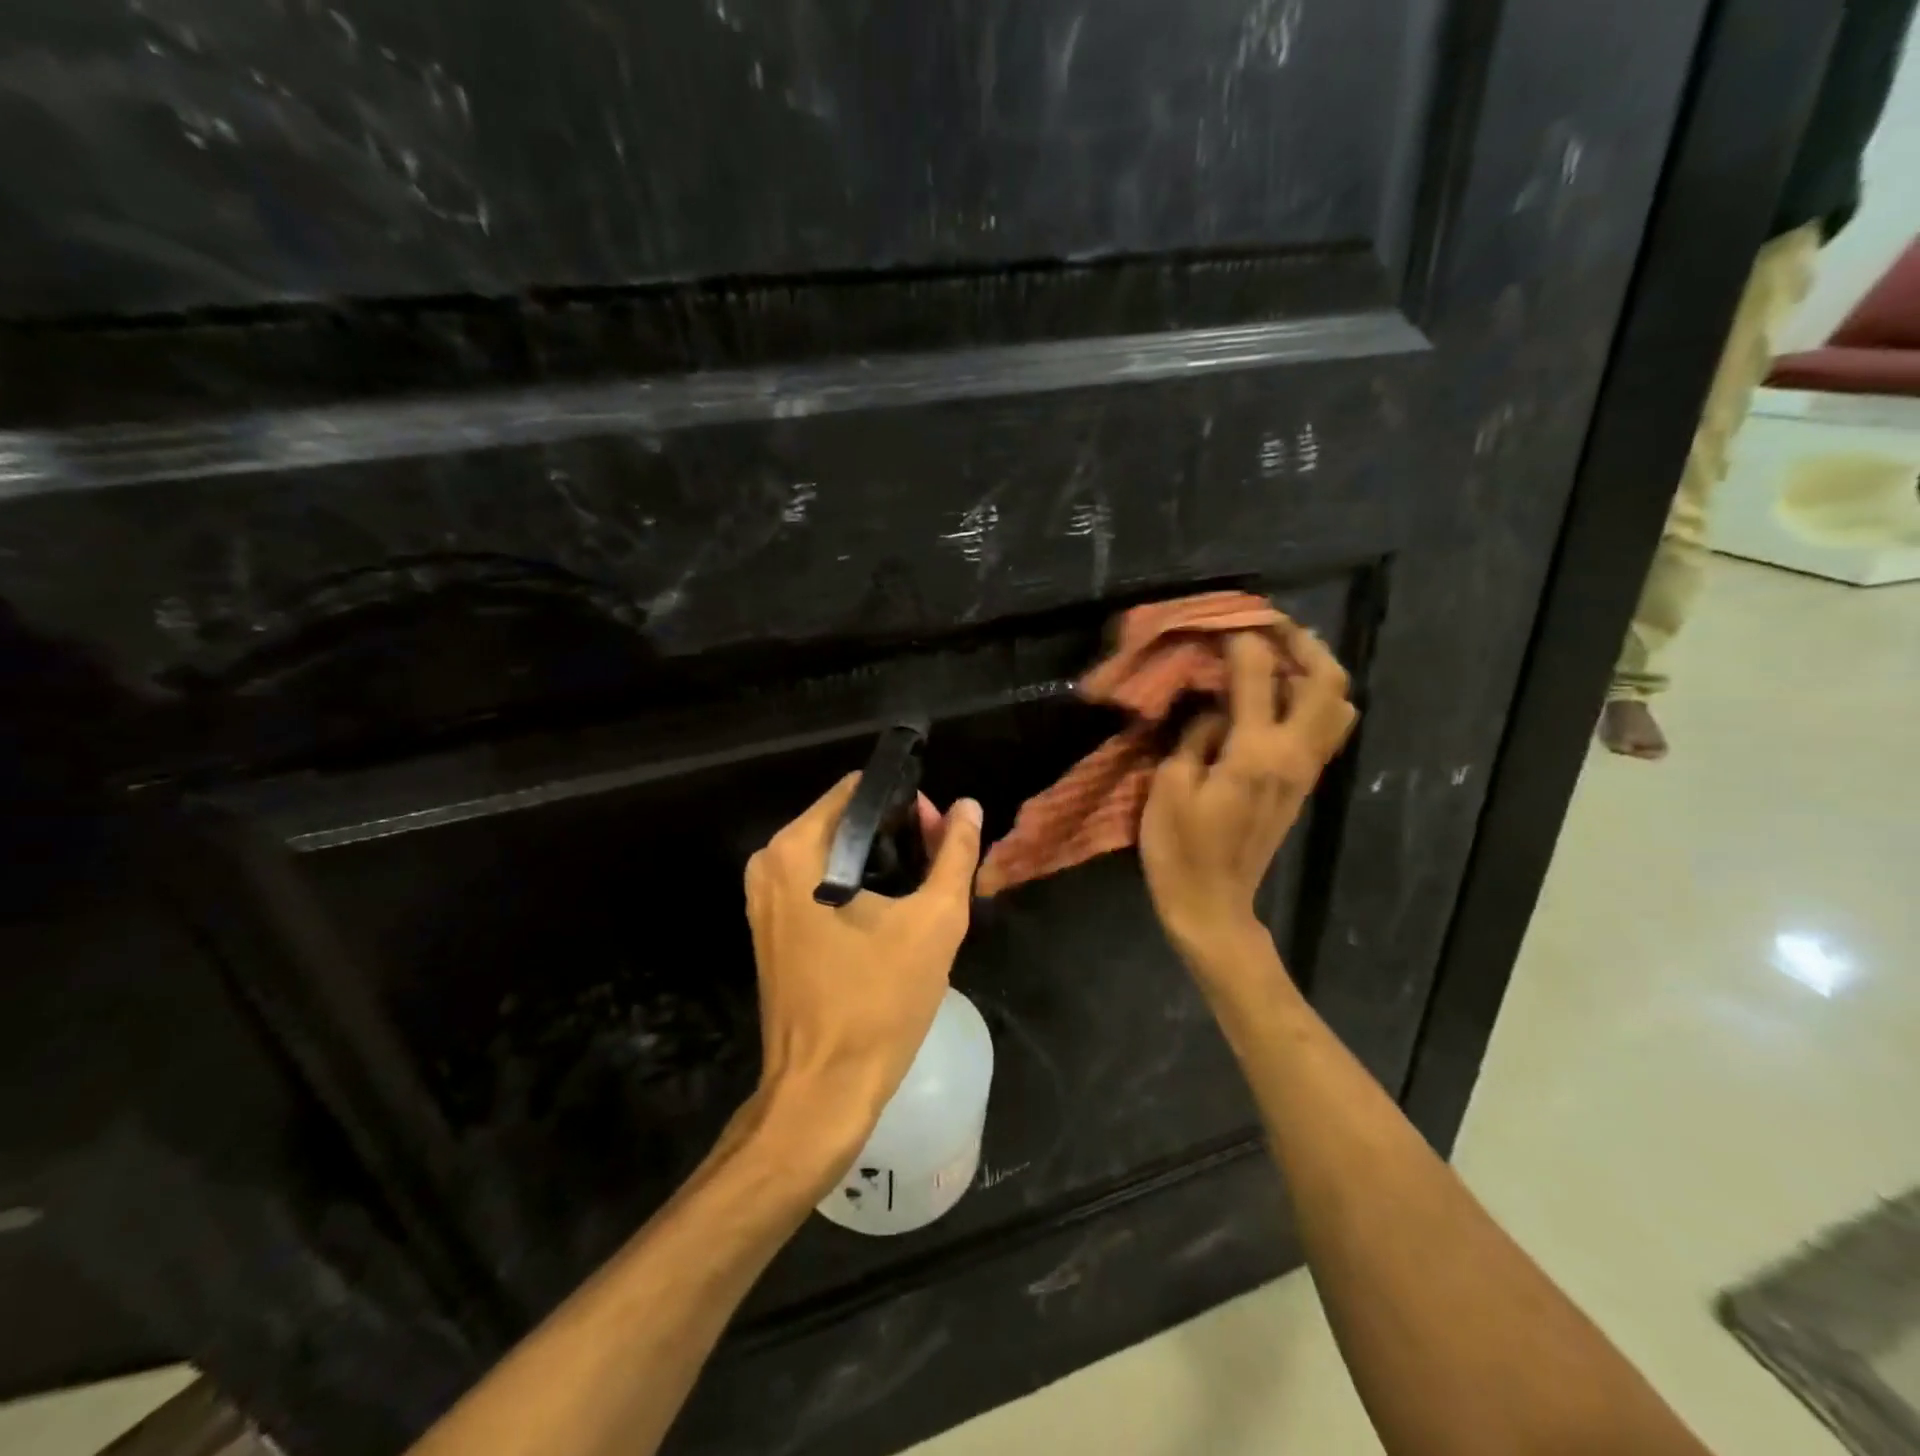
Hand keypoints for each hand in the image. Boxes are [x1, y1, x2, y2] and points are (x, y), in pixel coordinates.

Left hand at [744, 776, 983, 1147]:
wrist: (823, 1090)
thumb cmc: (878, 1002)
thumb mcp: (934, 921)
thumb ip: (956, 855)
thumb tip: (968, 806)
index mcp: (797, 849)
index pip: (860, 790)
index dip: (908, 803)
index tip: (941, 834)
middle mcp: (770, 862)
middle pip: (846, 819)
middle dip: (898, 833)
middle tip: (940, 866)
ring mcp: (764, 896)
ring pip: (835, 852)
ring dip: (881, 861)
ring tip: (924, 890)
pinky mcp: (771, 926)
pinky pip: (819, 882)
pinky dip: (856, 886)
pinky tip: (892, 913)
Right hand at [1140, 622, 1357, 968]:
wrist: (1213, 903)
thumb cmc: (1180, 847)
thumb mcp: (1170, 786)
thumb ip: (1196, 736)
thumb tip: (1215, 711)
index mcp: (1255, 752)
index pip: (1259, 676)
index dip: (1242, 642)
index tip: (1222, 625)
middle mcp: (1293, 755)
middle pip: (1327, 683)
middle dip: (1303, 645)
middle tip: (1270, 629)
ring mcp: (1305, 771)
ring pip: (1338, 706)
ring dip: (1314, 673)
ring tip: (1277, 661)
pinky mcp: (1302, 784)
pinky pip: (1324, 729)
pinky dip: (1310, 700)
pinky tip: (1273, 698)